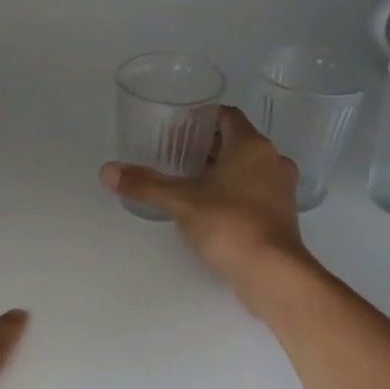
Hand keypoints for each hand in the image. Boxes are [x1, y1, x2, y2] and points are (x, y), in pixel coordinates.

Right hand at [99, 106, 316, 314]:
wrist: (272, 273)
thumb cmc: (229, 224)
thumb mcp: (180, 201)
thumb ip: (145, 184)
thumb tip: (107, 171)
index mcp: (251, 146)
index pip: (226, 115)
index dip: (201, 118)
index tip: (176, 129)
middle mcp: (272, 160)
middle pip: (237, 141)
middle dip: (206, 146)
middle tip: (174, 155)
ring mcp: (281, 188)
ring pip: (248, 167)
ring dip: (222, 170)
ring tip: (189, 181)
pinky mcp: (282, 214)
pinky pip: (255, 190)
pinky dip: (234, 191)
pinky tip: (210, 208)